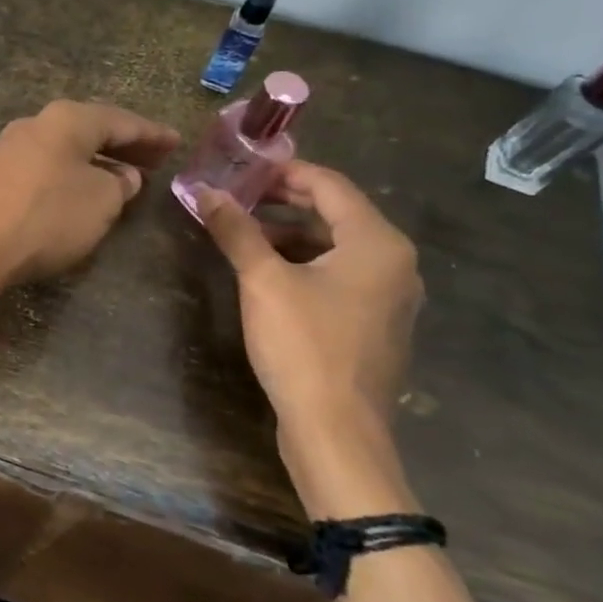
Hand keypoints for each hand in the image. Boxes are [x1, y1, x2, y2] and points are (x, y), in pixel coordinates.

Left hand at [0, 100, 179, 299]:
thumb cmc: (44, 218)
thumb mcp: (99, 203)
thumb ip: (118, 186)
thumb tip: (121, 176)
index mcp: (66, 120)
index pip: (120, 121)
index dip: (152, 134)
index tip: (176, 142)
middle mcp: (32, 125)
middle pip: (87, 131)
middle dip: (123, 147)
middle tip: (153, 160)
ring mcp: (3, 151)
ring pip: (61, 151)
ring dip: (92, 163)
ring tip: (118, 181)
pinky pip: (39, 170)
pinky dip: (64, 178)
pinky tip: (72, 197)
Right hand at [194, 163, 423, 517]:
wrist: (337, 431)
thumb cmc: (304, 346)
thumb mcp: (263, 281)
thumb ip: (237, 231)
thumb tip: (207, 192)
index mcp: (377, 243)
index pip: (329, 185)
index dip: (284, 171)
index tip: (243, 169)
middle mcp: (395, 263)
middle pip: (337, 213)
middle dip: (286, 202)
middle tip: (240, 197)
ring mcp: (391, 296)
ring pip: (338, 246)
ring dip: (293, 234)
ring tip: (246, 235)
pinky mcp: (378, 324)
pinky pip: (343, 275)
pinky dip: (307, 263)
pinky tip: (271, 275)